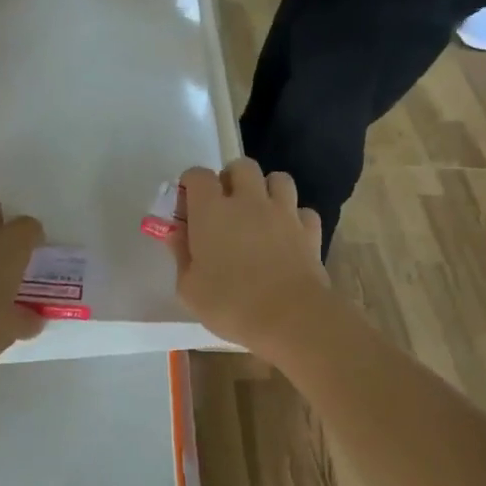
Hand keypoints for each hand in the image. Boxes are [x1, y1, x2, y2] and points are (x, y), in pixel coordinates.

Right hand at [165, 161, 332, 361]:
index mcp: (212, 210)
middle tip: (225, 206)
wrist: (291, 319)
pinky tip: (288, 236)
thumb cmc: (231, 305)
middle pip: (241, 166)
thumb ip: (180, 255)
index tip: (188, 207)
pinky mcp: (309, 230)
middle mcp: (248, 200)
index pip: (198, 175)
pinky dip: (295, 218)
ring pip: (278, 179)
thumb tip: (176, 233)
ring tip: (259, 213)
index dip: (191, 185)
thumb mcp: (189, 289)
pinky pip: (303, 211)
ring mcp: (283, 212)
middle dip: (231, 179)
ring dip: (266, 190)